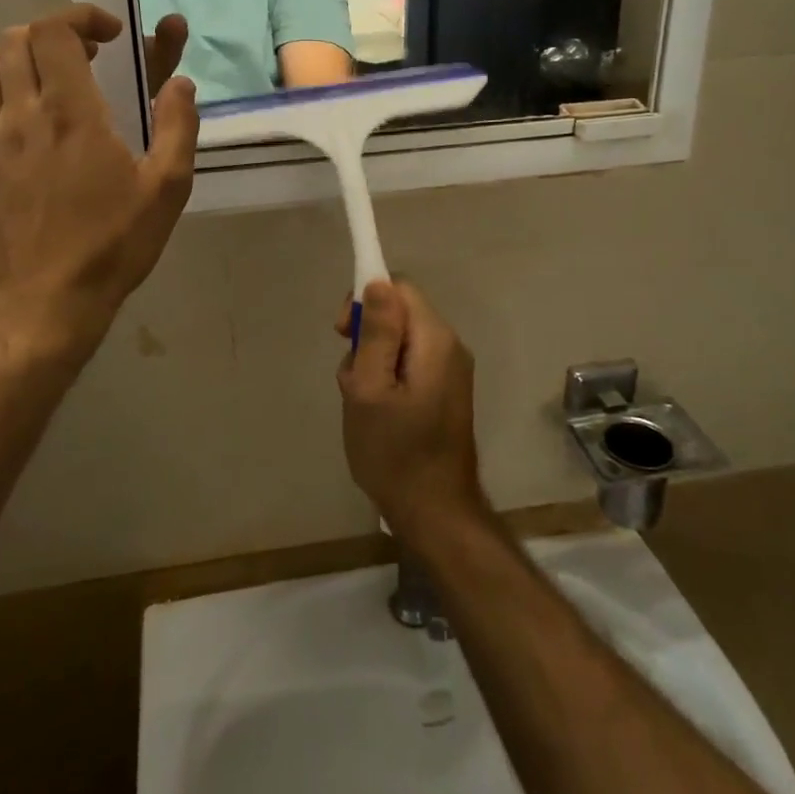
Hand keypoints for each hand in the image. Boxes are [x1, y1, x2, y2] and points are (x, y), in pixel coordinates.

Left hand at [0, 3, 197, 364]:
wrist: (42, 304)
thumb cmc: (111, 246)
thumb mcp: (167, 190)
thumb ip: (177, 128)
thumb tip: (180, 83)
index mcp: (71, 112)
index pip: (54, 31)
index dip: (81, 17)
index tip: (111, 35)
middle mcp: (20, 114)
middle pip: (14, 40)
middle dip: (52, 36)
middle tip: (85, 60)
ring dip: (12, 60)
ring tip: (42, 83)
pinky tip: (8, 123)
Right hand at [335, 279, 487, 539]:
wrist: (435, 512)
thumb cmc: (395, 452)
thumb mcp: (370, 389)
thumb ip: (376, 332)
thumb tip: (378, 282)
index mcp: (435, 340)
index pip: (399, 287)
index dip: (366, 299)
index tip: (343, 333)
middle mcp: (450, 346)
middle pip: (400, 312)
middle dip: (368, 336)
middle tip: (351, 377)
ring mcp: (451, 370)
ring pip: (401, 340)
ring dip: (374, 361)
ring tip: (362, 401)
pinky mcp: (445, 391)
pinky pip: (410, 363)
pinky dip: (388, 377)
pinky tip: (377, 412)